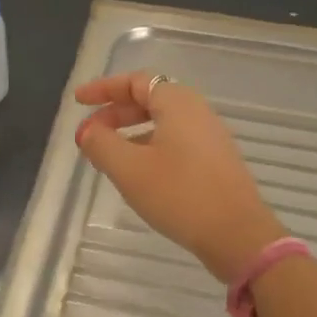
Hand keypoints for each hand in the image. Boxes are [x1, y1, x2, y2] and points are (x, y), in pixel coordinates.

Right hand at [74, 72, 285, 283]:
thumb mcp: (129, 169)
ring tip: (107, 155)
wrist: (237, 235)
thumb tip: (87, 131)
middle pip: (149, 99)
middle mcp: (197, 112)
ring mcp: (210, 137)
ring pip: (162, 123)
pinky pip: (175, 141)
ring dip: (130, 132)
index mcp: (177, 103)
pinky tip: (137, 173)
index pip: (135, 81)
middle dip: (115, 113)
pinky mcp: (215, 162)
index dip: (103, 88)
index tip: (79, 101)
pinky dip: (149, 146)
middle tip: (89, 133)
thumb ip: (101, 144)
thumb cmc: (179, 194)